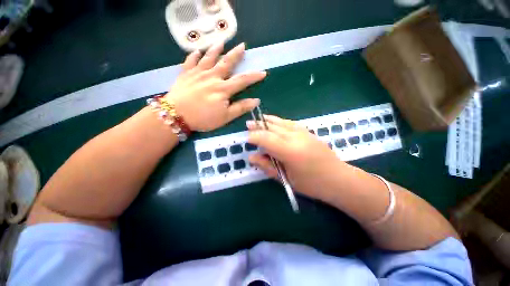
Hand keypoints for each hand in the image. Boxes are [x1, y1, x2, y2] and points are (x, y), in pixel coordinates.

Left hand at [167, 42, 266, 131]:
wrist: (176, 115)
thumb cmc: (203, 118)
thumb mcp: (225, 117)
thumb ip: (240, 108)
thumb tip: (256, 101)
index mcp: (223, 89)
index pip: (242, 80)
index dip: (254, 76)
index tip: (263, 72)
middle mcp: (212, 77)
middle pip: (226, 63)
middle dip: (235, 54)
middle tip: (242, 45)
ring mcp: (197, 73)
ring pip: (208, 58)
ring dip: (215, 49)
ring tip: (221, 42)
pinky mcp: (185, 74)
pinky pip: (190, 61)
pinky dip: (194, 55)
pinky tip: (197, 51)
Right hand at [247, 115, 347, 200]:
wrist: (338, 178)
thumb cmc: (311, 184)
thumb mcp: (286, 179)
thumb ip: (267, 166)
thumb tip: (251, 157)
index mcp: (289, 151)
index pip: (266, 138)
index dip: (254, 136)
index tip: (246, 138)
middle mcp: (295, 137)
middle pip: (272, 127)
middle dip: (258, 126)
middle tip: (248, 125)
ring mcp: (303, 132)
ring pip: (280, 122)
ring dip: (267, 121)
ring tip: (257, 120)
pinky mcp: (307, 131)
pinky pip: (289, 122)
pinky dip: (278, 121)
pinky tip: (274, 121)